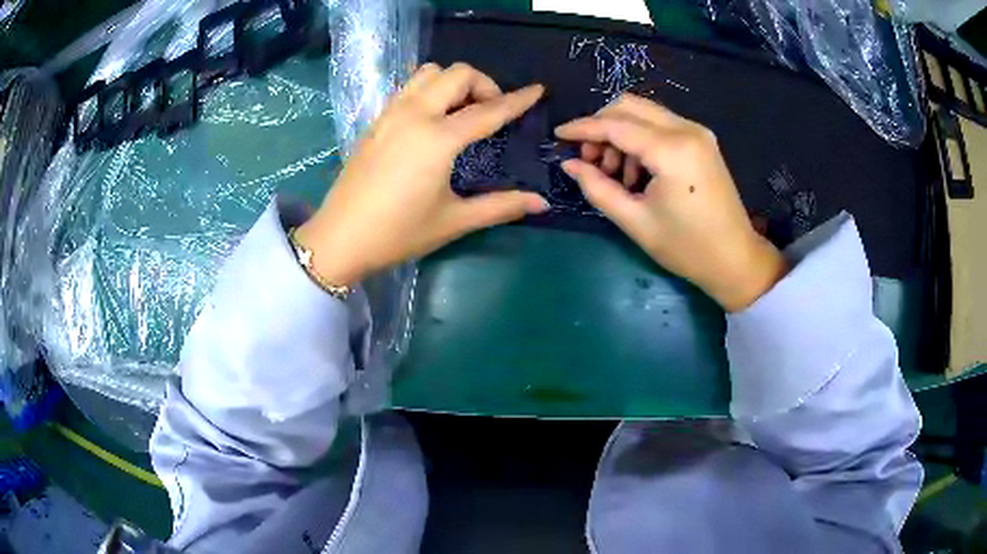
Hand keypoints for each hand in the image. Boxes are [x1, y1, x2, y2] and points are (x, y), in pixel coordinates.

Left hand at [295, 63, 547, 285]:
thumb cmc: (398, 233)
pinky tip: (432, 119)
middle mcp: (414, 114)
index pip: (488, 110)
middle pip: (456, 73)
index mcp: (437, 138)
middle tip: (491, 111)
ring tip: (462, 110)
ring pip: (427, 73)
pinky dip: (429, 90)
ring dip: (452, 82)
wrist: (340, 238)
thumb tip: (541, 203)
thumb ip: (501, 206)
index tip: (538, 90)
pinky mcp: (376, 121)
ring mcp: (390, 114)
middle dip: (483, 84)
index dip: (517, 100)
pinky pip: (408, 87)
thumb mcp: (454, 220)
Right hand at [556, 94, 786, 311]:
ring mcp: (698, 132)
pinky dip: (640, 139)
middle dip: (601, 126)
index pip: (615, 125)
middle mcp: (686, 130)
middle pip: (629, 106)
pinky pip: (661, 125)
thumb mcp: (635, 222)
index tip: (558, 135)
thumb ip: (597, 188)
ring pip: (644, 113)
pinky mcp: (702, 140)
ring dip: (621, 133)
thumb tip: (570, 164)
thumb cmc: (686, 248)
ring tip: (616, 173)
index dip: (582, 128)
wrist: (736, 259)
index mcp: (671, 151)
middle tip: (590, 159)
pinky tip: (637, 170)